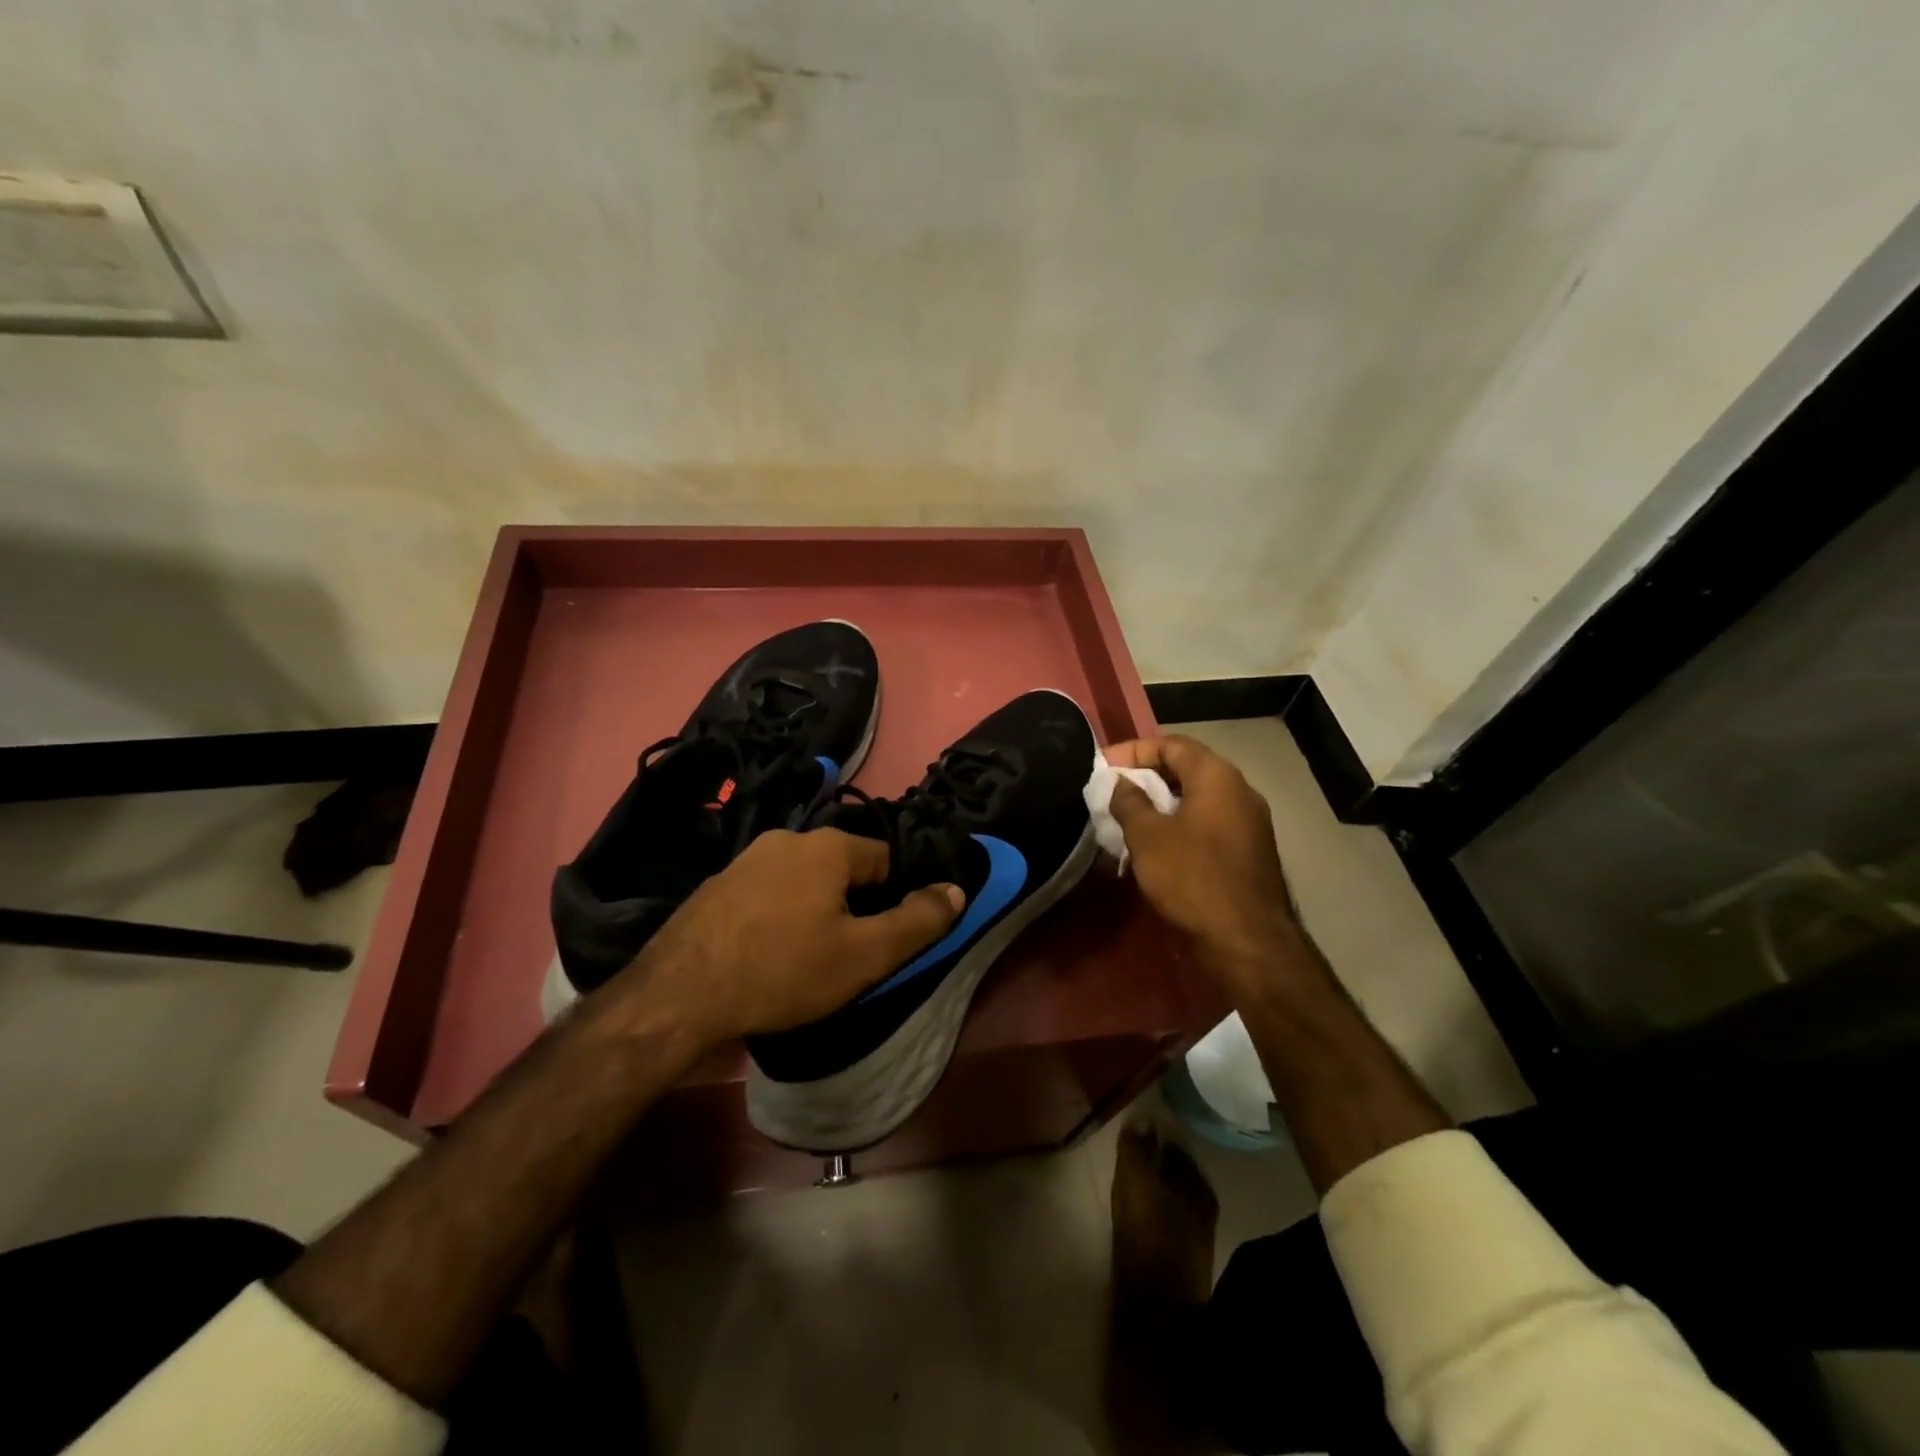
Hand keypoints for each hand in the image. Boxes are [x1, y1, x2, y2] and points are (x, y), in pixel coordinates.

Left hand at [607, 828, 963, 1047]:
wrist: (678, 995)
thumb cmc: (783, 970)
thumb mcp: (864, 956)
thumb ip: (918, 921)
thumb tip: (956, 890)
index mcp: (828, 845)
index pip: (887, 861)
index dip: (896, 901)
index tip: (885, 940)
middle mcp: (788, 837)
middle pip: (845, 870)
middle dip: (855, 907)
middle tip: (848, 955)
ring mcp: (747, 858)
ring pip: (806, 881)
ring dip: (817, 911)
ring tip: (807, 959)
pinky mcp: (719, 884)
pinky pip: (770, 893)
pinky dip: (781, 916)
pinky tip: (769, 954)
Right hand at [1106, 735, 1299, 998]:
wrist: (1248, 941)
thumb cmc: (1193, 878)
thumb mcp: (1148, 837)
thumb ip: (1129, 802)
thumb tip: (1121, 783)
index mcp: (1217, 776)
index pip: (1171, 744)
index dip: (1133, 751)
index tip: (1103, 766)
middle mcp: (1239, 790)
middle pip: (1186, 769)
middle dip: (1146, 777)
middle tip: (1112, 792)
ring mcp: (1249, 822)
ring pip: (1197, 799)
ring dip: (1161, 804)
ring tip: (1127, 819)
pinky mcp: (1248, 851)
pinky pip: (1208, 823)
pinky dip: (1179, 825)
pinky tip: (1155, 846)